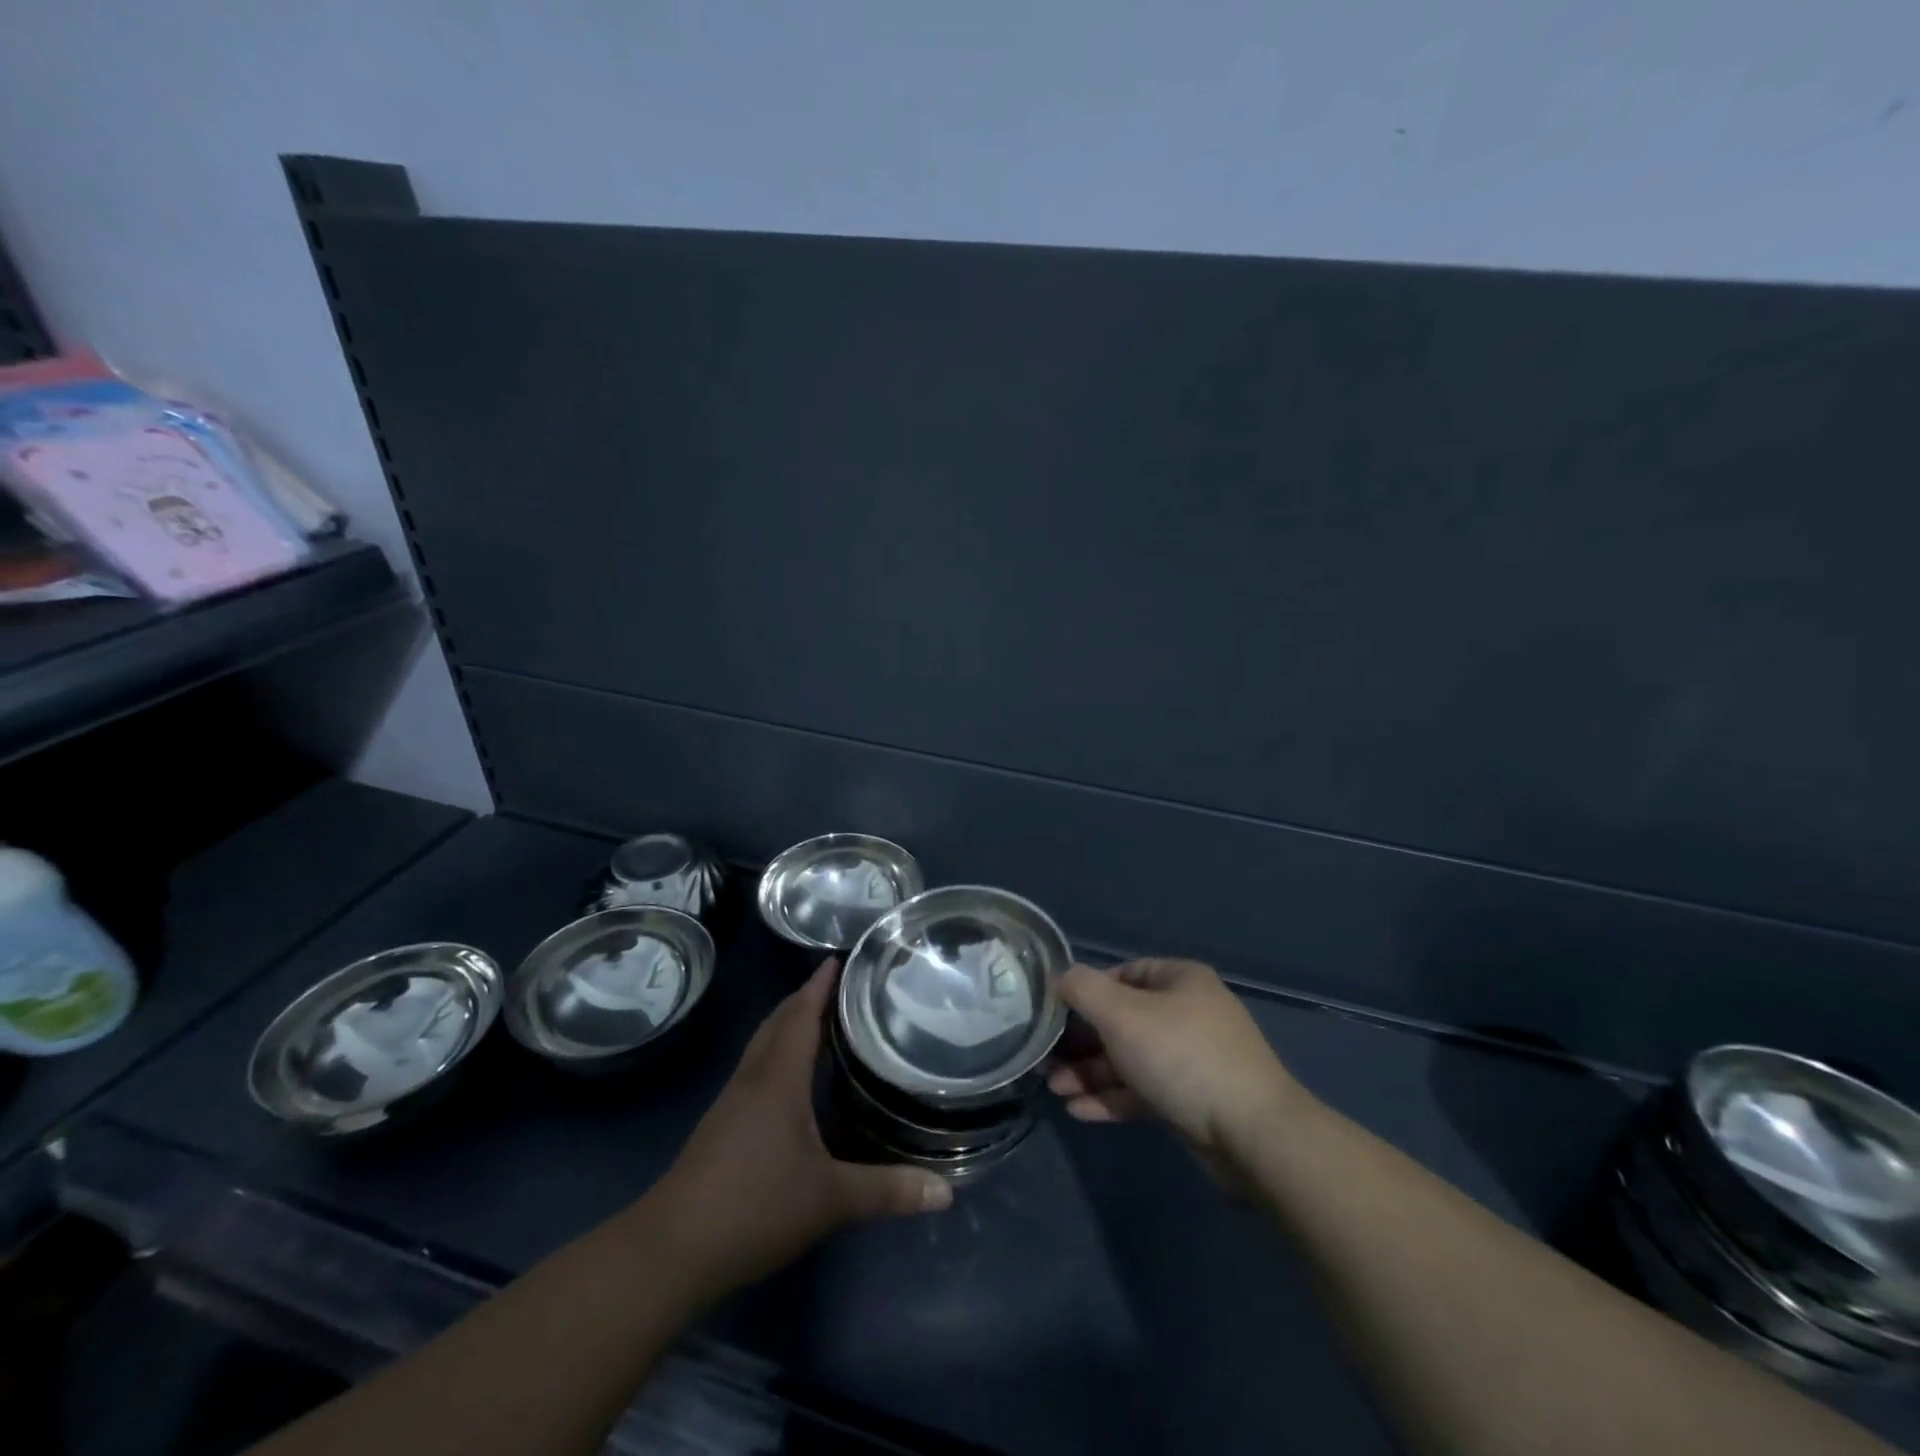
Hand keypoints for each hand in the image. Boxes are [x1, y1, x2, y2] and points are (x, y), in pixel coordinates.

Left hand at [650, 961, 951, 1299]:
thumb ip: (887, 1191)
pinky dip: (776, 1055)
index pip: (800, 1016)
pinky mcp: (720, 1127)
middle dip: (803, 998)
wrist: (670, 1251)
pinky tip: (791, 1079)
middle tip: (837, 985)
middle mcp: (752, 1079)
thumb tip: (946, 1192)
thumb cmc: (753, 1207)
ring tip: (820, 1020)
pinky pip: (754, 1070)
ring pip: (762, 1046)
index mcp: (778, 1079)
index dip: (819, 986)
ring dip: (787, 1025)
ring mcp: (731, 1103)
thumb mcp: (829, 1199)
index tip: (837, 958)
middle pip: (777, 1023)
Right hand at [1048, 958, 1307, 1172]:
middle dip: (1082, 1042)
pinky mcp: (1192, 1101)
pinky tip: (1078, 1111)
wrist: (1251, 1134)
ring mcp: (1192, 1060)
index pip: (1124, 974)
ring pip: (1130, 1059)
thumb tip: (1061, 979)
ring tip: (1054, 1089)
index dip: (1087, 991)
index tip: (1056, 1014)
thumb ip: (1083, 990)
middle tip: (1046, 1061)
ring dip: (1091, 1073)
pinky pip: (1143, 1091)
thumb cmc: (1180, 1056)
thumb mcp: (1121, 1013)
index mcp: (1179, 981)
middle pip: (1123, 1021)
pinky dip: (1112, 1098)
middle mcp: (1187, 1014)